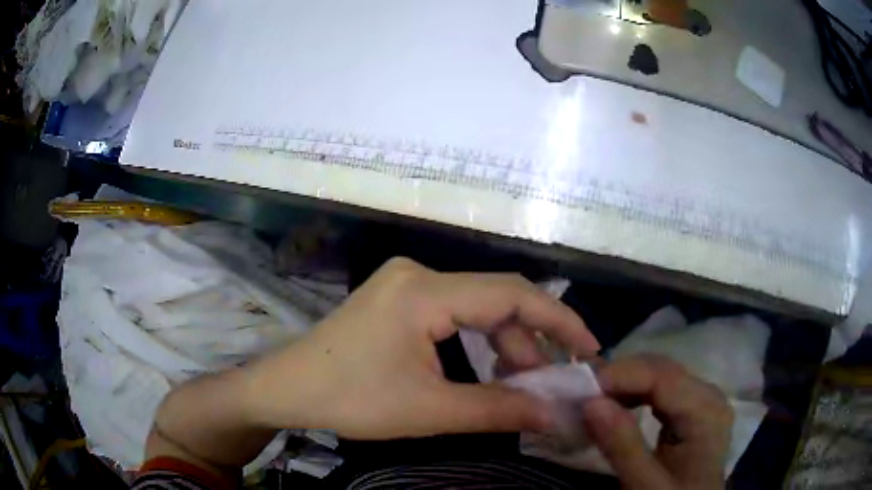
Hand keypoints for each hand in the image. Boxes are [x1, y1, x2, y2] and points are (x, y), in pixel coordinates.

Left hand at [245, 257, 599, 438]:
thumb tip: (554, 415)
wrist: (288, 388)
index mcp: (424, 291)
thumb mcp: (429, 411)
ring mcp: (407, 281)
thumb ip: (497, 410)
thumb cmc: (351, 400)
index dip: (559, 321)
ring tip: (523, 382)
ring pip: (477, 306)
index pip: (512, 294)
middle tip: (553, 380)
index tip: (589, 350)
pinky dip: (479, 340)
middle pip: (496, 298)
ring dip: (505, 343)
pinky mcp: (400, 297)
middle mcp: (419, 272)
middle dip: (531, 340)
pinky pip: (455, 312)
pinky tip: (489, 368)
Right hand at [582, 355, 732, 488]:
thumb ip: (621, 446)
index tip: (581, 387)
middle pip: (663, 370)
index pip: (663, 377)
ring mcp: (703, 400)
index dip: (621, 375)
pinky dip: (636, 395)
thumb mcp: (644, 484)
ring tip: (594, 399)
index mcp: (705, 411)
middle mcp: (709, 395)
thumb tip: (590, 402)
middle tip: (582, 393)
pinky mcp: (694, 408)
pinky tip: (618, 405)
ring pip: (661, 376)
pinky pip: (663, 390)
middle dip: (621, 377)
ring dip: (626, 384)